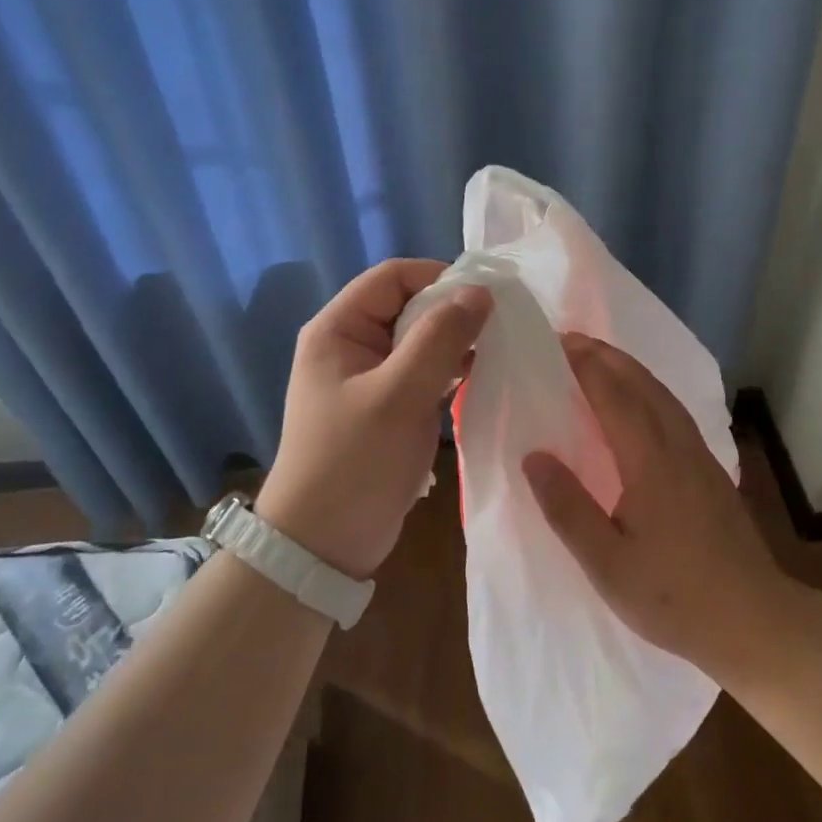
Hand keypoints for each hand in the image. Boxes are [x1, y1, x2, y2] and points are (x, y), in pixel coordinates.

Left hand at [255, 259, 490, 580]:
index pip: (393, 277)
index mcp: (339, 329)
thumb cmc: (354, 462)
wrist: (323, 545)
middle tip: (499, 326)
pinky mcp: (386, 406)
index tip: (486, 297)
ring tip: (496, 351)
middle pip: (409, 305)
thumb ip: (440, 339)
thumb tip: (479, 292)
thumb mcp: (399, 395)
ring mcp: (369, 377)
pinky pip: (422, 371)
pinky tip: (478, 379)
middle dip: (453, 311)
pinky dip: (449, 370)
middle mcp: (351, 344)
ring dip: (455, 342)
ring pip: (420, 339)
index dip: (439, 277)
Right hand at [523, 332, 792, 680]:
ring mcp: (701, 458)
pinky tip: (642, 405)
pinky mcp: (712, 472)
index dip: (586, 367)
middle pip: (643, 385)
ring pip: (664, 396)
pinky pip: (675, 413)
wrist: (756, 621)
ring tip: (602, 360)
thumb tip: (534, 455)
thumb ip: (568, 508)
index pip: (614, 398)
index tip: (558, 343)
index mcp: (651, 463)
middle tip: (573, 340)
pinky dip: (651, 391)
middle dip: (607, 357)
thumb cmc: (675, 597)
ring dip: (631, 369)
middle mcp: (678, 447)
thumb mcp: (608, 564)